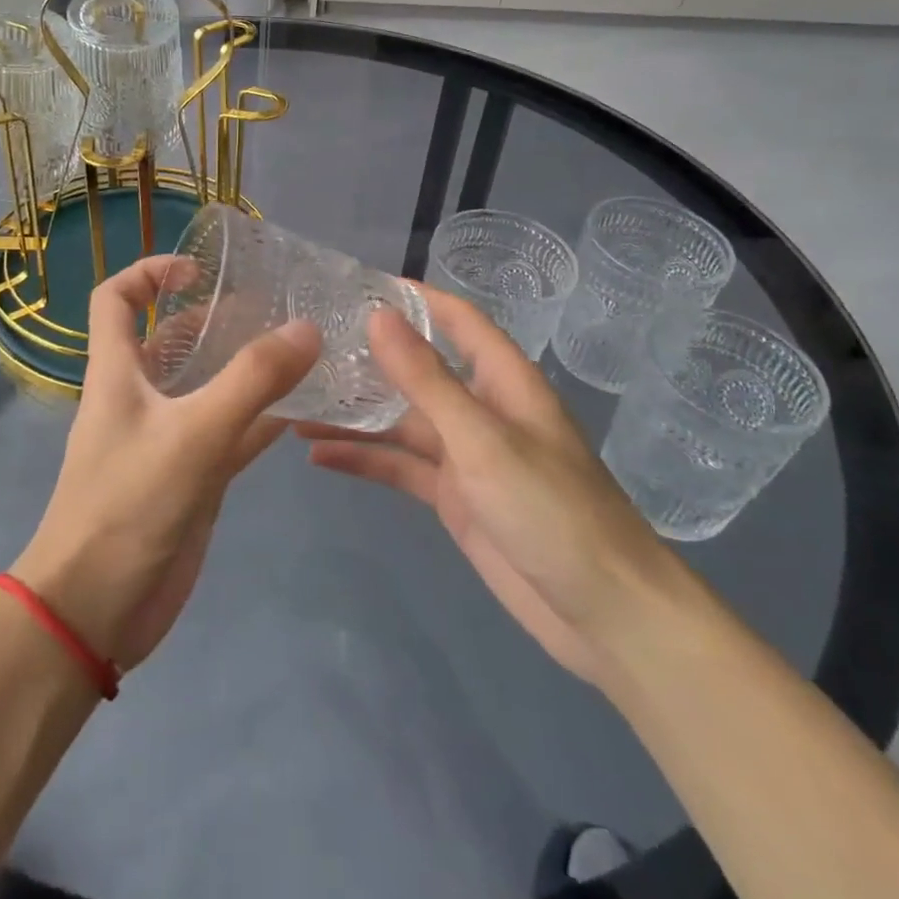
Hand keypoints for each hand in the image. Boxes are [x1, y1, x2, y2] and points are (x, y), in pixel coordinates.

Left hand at [12, 257, 320, 673]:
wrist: (95, 611)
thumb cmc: (128, 506)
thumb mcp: (193, 434)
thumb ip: (251, 381)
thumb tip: (306, 329)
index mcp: (117, 372)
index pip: (115, 299)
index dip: (149, 272)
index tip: (200, 272)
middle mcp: (138, 397)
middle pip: (168, 339)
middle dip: (212, 319)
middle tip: (270, 311)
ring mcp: (165, 439)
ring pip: (205, 387)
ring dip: (242, 368)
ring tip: (296, 351)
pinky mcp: (188, 479)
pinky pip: (228, 435)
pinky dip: (259, 420)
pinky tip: (302, 412)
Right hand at [298, 285, 674, 687]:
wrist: (603, 613)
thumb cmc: (550, 509)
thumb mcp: (482, 439)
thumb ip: (426, 379)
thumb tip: (378, 315)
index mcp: (502, 380)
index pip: (456, 319)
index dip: (413, 298)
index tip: (356, 285)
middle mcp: (481, 409)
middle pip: (417, 371)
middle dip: (368, 359)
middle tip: (307, 347)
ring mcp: (465, 456)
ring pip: (400, 423)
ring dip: (354, 416)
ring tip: (295, 405)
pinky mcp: (453, 498)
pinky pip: (400, 468)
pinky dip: (363, 461)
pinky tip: (318, 456)